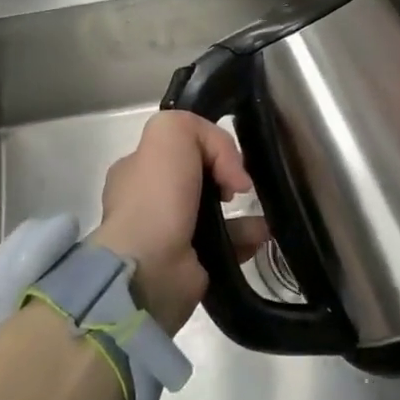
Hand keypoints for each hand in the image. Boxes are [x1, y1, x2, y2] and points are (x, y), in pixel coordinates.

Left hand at [92, 111, 264, 333]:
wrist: (150, 268)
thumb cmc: (156, 197)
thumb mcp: (170, 133)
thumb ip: (201, 130)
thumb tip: (229, 170)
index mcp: (137, 170)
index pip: (177, 148)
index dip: (208, 147)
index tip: (227, 159)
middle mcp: (149, 201)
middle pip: (200, 179)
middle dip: (228, 179)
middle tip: (242, 186)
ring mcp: (168, 236)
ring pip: (216, 213)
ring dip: (245, 212)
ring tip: (262, 213)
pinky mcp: (189, 265)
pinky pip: (226, 245)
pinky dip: (246, 239)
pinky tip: (261, 235)